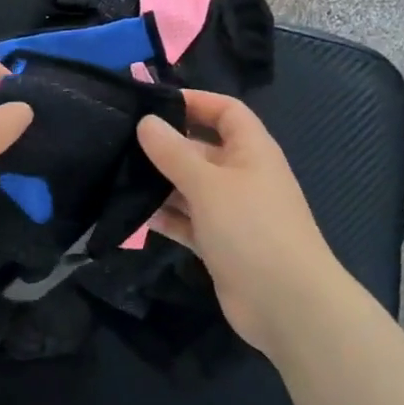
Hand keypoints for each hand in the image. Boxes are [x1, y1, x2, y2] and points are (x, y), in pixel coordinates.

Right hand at [137, 92, 353, 354]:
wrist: (287, 304)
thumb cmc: (251, 229)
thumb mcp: (208, 184)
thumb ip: (173, 152)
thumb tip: (145, 121)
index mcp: (251, 150)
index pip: (225, 111)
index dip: (194, 101)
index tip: (152, 102)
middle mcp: (242, 175)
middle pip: (201, 149)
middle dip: (166, 145)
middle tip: (119, 141)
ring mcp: (232, 212)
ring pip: (190, 187)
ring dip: (160, 183)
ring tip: (116, 175)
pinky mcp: (220, 244)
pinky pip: (188, 221)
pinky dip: (166, 217)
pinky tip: (132, 215)